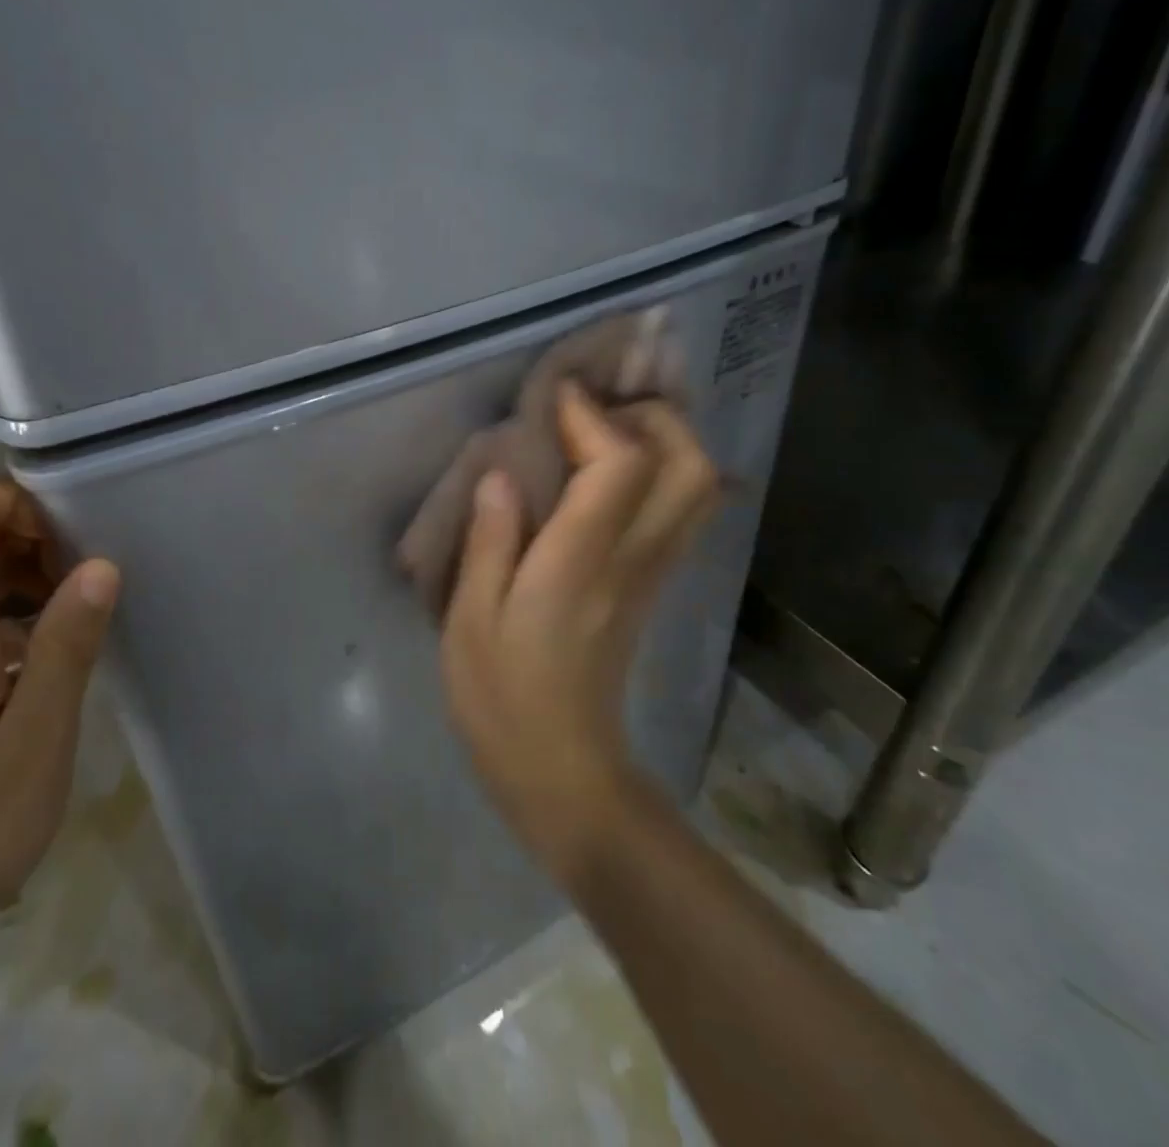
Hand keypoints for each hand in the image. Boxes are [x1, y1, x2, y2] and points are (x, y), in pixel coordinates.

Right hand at [441, 381, 719, 880]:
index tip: (558, 394)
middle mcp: (632, 560)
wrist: (564, 774)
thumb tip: (499, 474)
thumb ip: (488, 542)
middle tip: (598, 407)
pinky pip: (681, 514)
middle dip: (654, 418)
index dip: (593, 416)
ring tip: (606, 429)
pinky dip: (664, 473)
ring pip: (698, 490)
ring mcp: (652, 575)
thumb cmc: (501, 700)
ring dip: (666, 441)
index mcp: (579, 564)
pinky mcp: (651, 587)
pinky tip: (615, 470)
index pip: (619, 466)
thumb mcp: (470, 622)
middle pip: (688, 468)